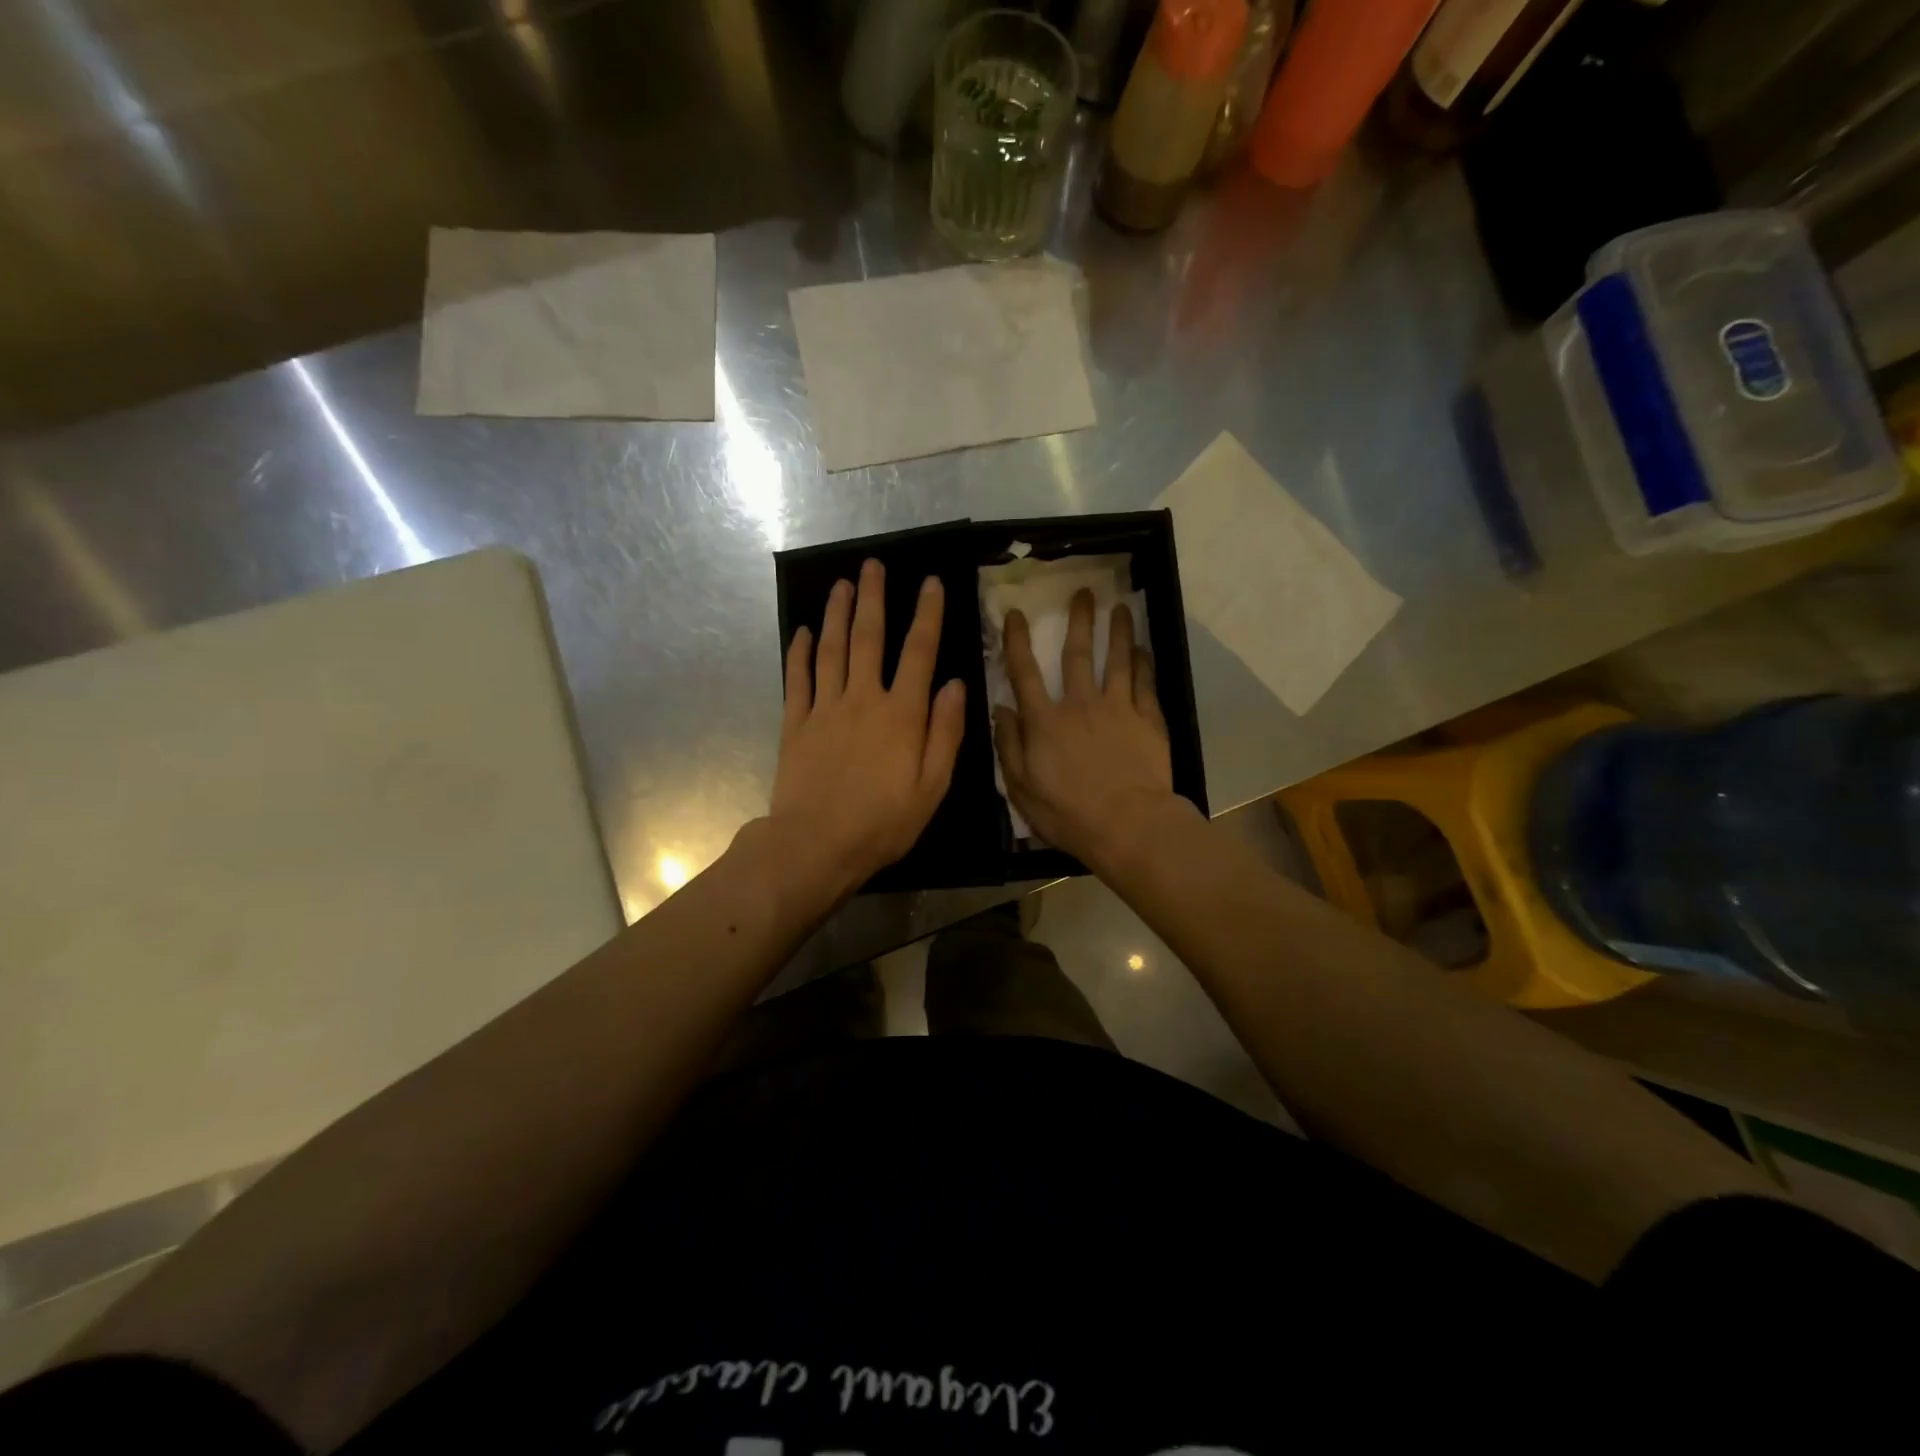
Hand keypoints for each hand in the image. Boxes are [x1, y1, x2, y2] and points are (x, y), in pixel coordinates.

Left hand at [769, 559, 966, 898]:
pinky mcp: (795, 724)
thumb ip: (946, 733)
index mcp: (902, 714)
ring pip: (831, 649)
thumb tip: (955, 684)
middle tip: (872, 565)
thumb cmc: (883, 822)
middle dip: (873, 598)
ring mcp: (824, 708)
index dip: (927, 614)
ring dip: (836, 614)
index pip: (919, 652)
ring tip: (841, 584)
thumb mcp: (932, 787)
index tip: (930, 582)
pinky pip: (797, 679)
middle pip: (868, 638)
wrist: (816, 845)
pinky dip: (800, 652)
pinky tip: (803, 632)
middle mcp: (863, 699)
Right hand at [993, 590, 1178, 868]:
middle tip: (1084, 591)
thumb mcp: (1021, 787)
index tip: (1016, 613)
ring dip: (1118, 631)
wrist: (1127, 824)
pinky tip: (1144, 649)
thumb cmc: (1067, 812)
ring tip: (1121, 607)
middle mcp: (1080, 704)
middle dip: (1079, 620)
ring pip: (1118, 660)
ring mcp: (1118, 709)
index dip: (1017, 641)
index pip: (1025, 672)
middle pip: (1078, 654)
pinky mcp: (1148, 720)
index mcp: (1045, 721)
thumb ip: (1009, 746)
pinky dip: (1144, 664)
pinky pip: (1145, 684)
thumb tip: (1000, 709)